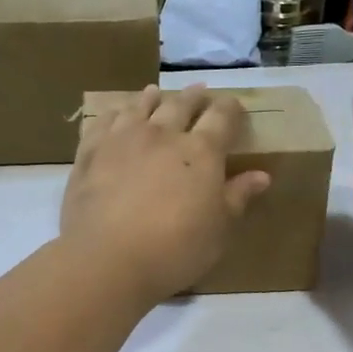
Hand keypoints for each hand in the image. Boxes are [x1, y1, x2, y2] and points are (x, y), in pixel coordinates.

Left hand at [61, 85, 269, 304]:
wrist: (107, 258)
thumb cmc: (174, 250)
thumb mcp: (218, 231)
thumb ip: (237, 198)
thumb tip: (261, 175)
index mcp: (201, 151)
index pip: (221, 117)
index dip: (230, 109)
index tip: (234, 108)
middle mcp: (163, 134)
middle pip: (181, 105)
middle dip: (194, 98)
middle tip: (199, 94)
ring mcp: (122, 138)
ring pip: (140, 106)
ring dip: (152, 98)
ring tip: (156, 93)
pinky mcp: (90, 152)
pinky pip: (103, 121)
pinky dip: (114, 113)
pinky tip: (115, 115)